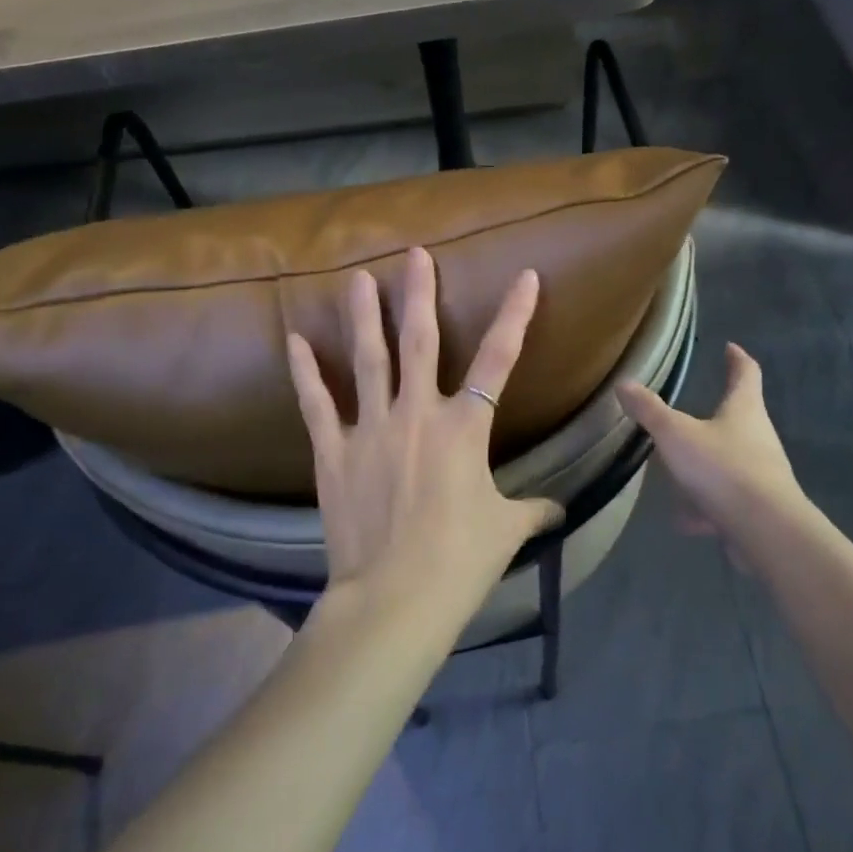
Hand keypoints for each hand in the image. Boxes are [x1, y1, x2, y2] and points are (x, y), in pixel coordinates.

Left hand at [286, 247, 564, 619]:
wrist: (396, 598)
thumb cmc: (460, 560)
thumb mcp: (505, 530)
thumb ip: (533, 511)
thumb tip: (558, 512)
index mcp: (464, 428)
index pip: (499, 359)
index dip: (515, 315)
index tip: (526, 276)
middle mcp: (418, 414)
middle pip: (420, 340)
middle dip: (419, 294)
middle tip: (414, 253)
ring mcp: (371, 428)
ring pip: (368, 359)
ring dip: (363, 315)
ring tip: (357, 277)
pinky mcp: (334, 452)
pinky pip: (317, 403)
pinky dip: (305, 371)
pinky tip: (294, 339)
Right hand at [618, 343, 802, 544]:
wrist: (764, 529)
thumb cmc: (722, 467)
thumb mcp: (676, 434)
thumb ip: (650, 411)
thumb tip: (624, 383)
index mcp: (745, 410)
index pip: (746, 374)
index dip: (737, 359)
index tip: (730, 348)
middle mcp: (759, 438)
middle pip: (741, 418)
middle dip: (718, 414)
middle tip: (694, 411)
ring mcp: (761, 475)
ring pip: (730, 462)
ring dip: (708, 465)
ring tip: (680, 471)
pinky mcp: (757, 509)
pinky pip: (726, 500)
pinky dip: (706, 506)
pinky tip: (684, 519)